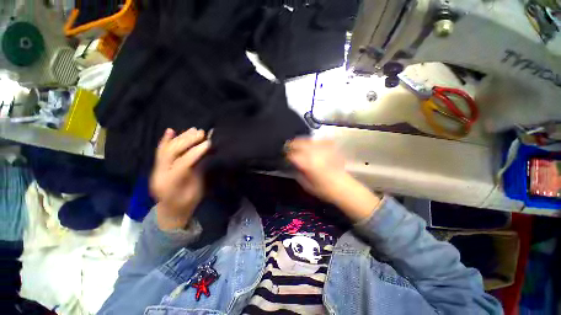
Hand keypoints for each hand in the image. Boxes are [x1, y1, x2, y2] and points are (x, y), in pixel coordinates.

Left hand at [150, 128, 210, 230]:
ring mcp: (156, 169)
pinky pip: (160, 151)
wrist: (170, 212)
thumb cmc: (186, 204)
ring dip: (180, 137)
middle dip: (187, 140)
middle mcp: (159, 174)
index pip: (182, 163)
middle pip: (171, 152)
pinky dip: (165, 140)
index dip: (195, 152)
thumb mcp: (196, 192)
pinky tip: (170, 130)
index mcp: (170, 184)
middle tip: (202, 133)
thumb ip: (198, 173)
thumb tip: (205, 155)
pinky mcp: (157, 167)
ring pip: (166, 149)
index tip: (208, 143)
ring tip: (194, 130)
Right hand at [287, 137, 380, 221]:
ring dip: (301, 141)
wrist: (343, 187)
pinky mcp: (330, 148)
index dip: (287, 155)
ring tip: (298, 144)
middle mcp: (313, 153)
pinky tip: (312, 144)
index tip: (285, 156)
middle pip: (299, 143)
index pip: (292, 155)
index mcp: (306, 163)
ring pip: (308, 140)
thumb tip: (293, 165)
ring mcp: (322, 149)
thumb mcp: (306, 185)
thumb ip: (298, 172)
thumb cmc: (323, 189)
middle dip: (292, 144)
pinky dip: (313, 141)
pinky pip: (319, 140)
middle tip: (288, 147)